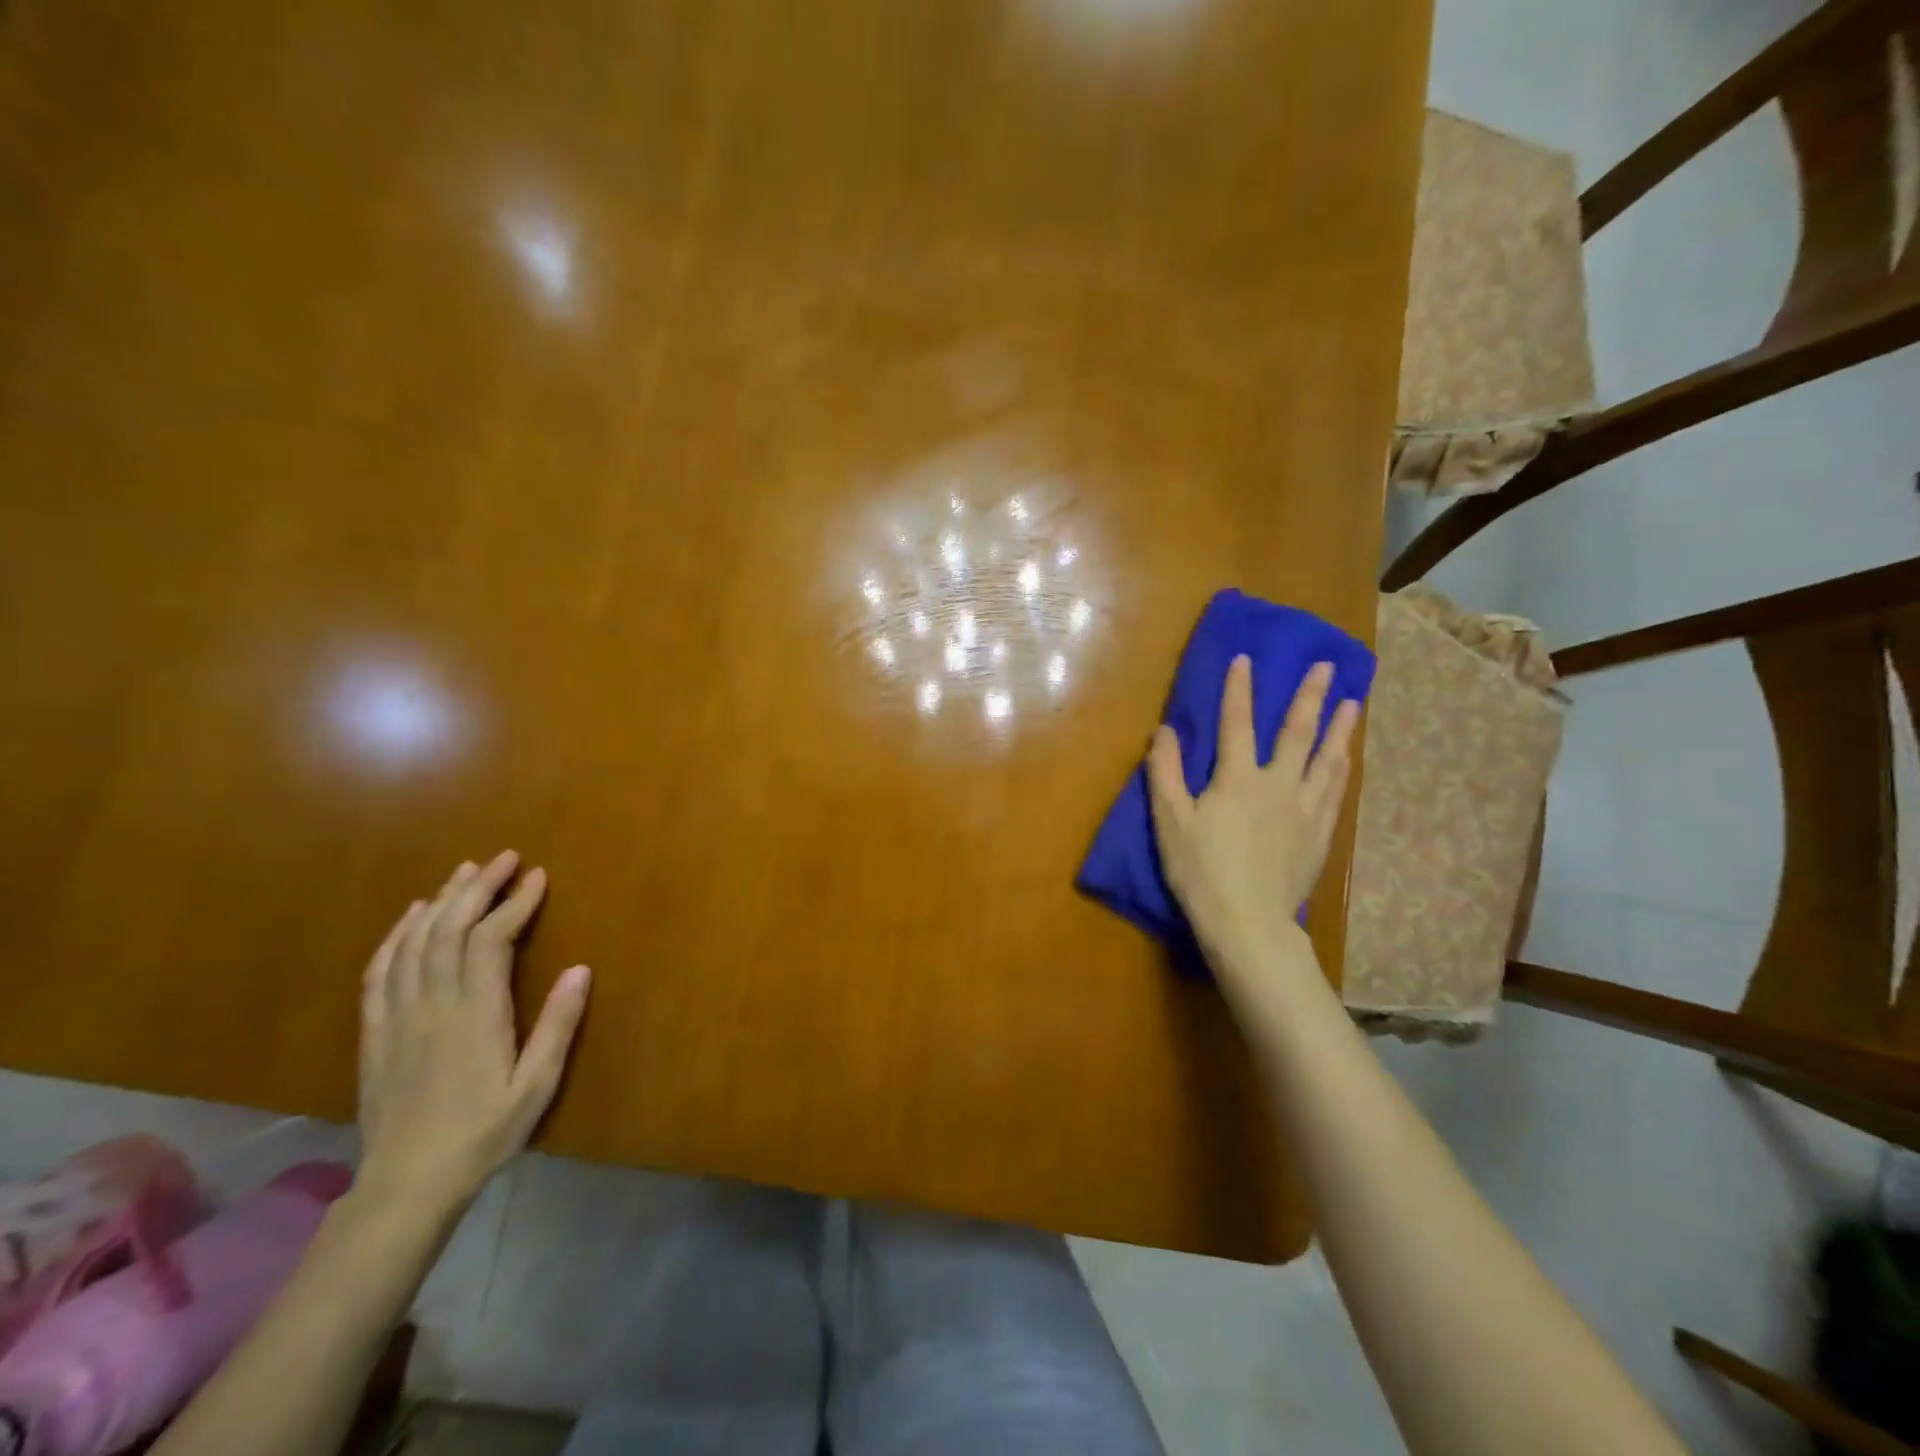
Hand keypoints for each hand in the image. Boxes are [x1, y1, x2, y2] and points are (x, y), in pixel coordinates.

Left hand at [356, 852, 590, 1215]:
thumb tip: (580, 968)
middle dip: (478, 887)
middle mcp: (433, 1005)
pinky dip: (396, 935)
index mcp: (475, 1015)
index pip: (491, 940)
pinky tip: (411, 915)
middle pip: (449, 929)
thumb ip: (558, 1026)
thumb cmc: (483, 1134)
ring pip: (415, 942)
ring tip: (464, 872)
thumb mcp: (536, 1086)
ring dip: (440, 901)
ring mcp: (398, 1016)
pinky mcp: (375, 1032)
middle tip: (504, 859)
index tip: (537, 877)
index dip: (515, 903)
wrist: (406, 1186)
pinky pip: (380, 971)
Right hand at [1147, 657, 1359, 979]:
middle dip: (1309, 696)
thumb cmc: (1201, 870)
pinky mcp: (1319, 835)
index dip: (1239, 689)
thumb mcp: (1170, 821)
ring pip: (1327, 759)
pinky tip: (1346, 759)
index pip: (1237, 723)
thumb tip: (1165, 730)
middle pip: (1296, 732)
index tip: (1246, 658)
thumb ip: (1165, 772)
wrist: (1247, 921)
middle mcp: (1277, 784)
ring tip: (1352, 703)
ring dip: (1339, 728)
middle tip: (1327, 666)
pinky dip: (1341, 769)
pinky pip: (1335, 792)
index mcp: (1237, 778)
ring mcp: (1304, 809)